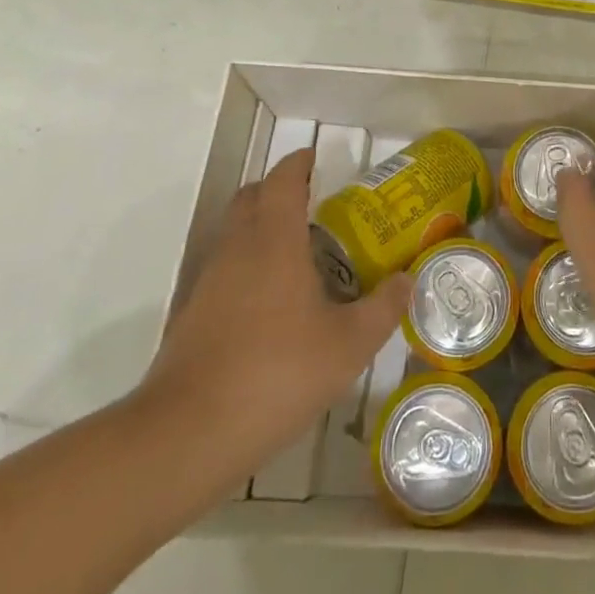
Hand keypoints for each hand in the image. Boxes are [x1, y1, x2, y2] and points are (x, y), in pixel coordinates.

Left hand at [133, 149, 409, 492]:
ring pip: (234, 233)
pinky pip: (224, 268)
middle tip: (313, 203)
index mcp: (274, 240)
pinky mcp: (192, 314)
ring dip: (262, 228)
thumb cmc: (277, 374)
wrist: (187, 435)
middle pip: (251, 197)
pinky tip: (272, 303)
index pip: (284, 180)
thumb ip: (383, 307)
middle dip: (278, 189)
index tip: (316, 158)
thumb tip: (407, 279)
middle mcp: (237, 249)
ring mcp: (208, 281)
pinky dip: (248, 265)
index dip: (299, 163)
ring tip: (300, 254)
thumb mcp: (349, 345)